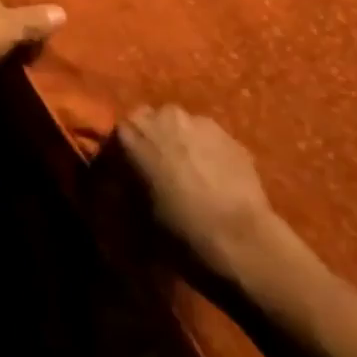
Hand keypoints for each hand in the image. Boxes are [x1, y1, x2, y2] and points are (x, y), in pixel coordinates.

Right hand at [116, 105, 327, 298]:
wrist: (239, 241)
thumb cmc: (177, 231)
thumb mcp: (134, 216)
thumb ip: (123, 190)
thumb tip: (118, 186)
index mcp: (130, 133)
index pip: (116, 138)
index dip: (120, 160)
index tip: (124, 180)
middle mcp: (162, 116)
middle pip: (150, 123)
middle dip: (152, 144)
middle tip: (158, 176)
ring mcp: (198, 121)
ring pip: (181, 129)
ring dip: (180, 146)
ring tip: (189, 178)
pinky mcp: (229, 134)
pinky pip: (208, 140)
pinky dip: (206, 154)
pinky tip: (214, 182)